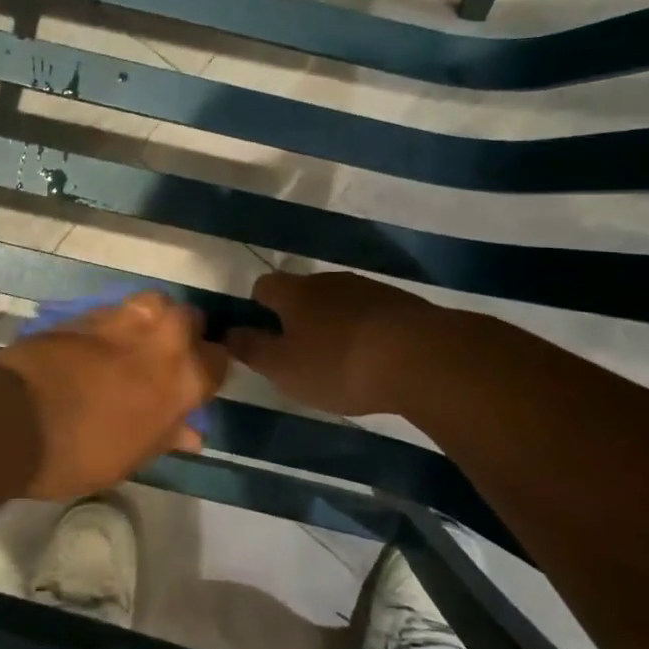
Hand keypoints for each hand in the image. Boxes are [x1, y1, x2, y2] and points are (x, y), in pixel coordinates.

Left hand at [0, 291, 229, 499]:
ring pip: (155, 303)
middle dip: (185, 333)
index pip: (218, 360)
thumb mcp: (133, 457)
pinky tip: (101, 344)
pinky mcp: (87, 311)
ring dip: (152, 319)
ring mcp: (124, 318)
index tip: (195, 383)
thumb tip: (191, 433)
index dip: (208, 371)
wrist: (15, 417)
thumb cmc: (82, 452)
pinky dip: (116, 323)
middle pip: (190, 318)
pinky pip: (116, 310)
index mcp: (184, 377)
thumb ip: (167, 436)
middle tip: (165, 359)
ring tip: (136, 343)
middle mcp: (162, 338)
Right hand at [227, 271, 440, 416]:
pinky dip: (365, 331)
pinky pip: (371, 313)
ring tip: (339, 359)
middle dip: (297, 317)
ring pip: (338, 302)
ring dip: (333, 323)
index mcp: (294, 292)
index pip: (264, 286)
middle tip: (299, 353)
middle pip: (303, 292)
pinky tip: (374, 358)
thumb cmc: (338, 363)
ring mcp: (368, 289)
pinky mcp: (402, 304)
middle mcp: (328, 281)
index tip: (262, 335)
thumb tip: (226, 333)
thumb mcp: (283, 368)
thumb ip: (252, 350)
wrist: (421, 357)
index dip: (257, 308)